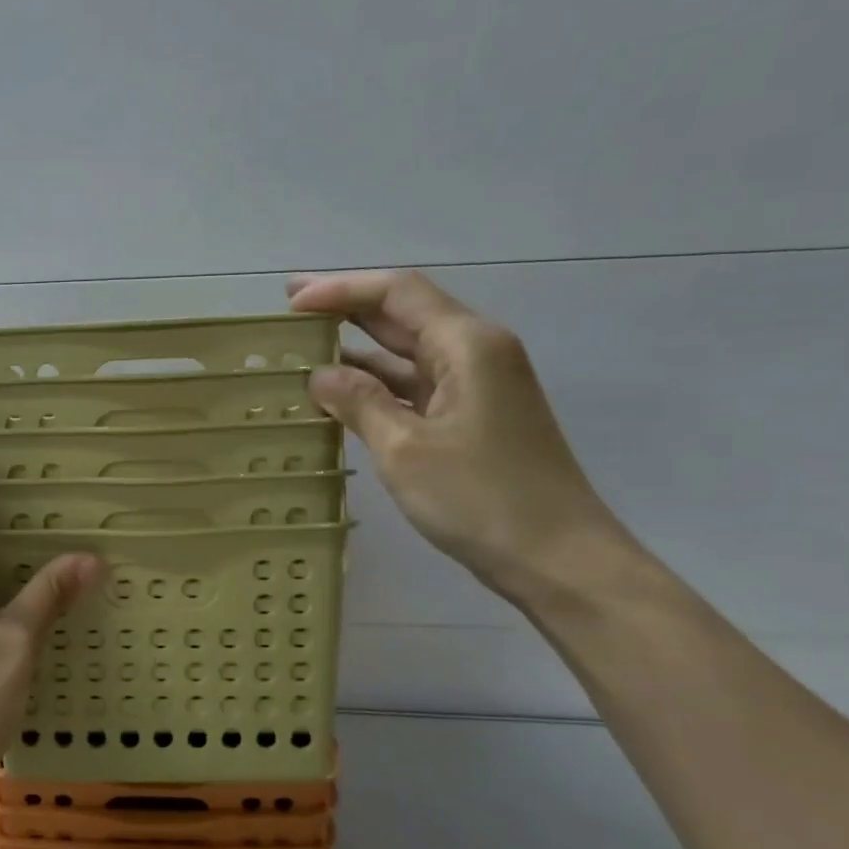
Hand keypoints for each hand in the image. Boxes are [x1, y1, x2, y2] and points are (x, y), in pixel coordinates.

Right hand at [287, 269, 625, 600]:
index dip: (340, 289)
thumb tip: (320, 374)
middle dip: (346, 307)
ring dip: (357, 346)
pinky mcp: (471, 417)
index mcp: (467, 345)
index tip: (291, 301)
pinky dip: (375, 383)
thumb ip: (359, 401)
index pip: (396, 293)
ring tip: (303, 347)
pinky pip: (414, 386)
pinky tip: (339, 392)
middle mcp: (475, 353)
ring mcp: (476, 386)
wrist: (558, 559)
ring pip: (406, 351)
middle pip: (403, 313)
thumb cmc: (481, 499)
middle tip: (290, 309)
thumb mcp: (404, 449)